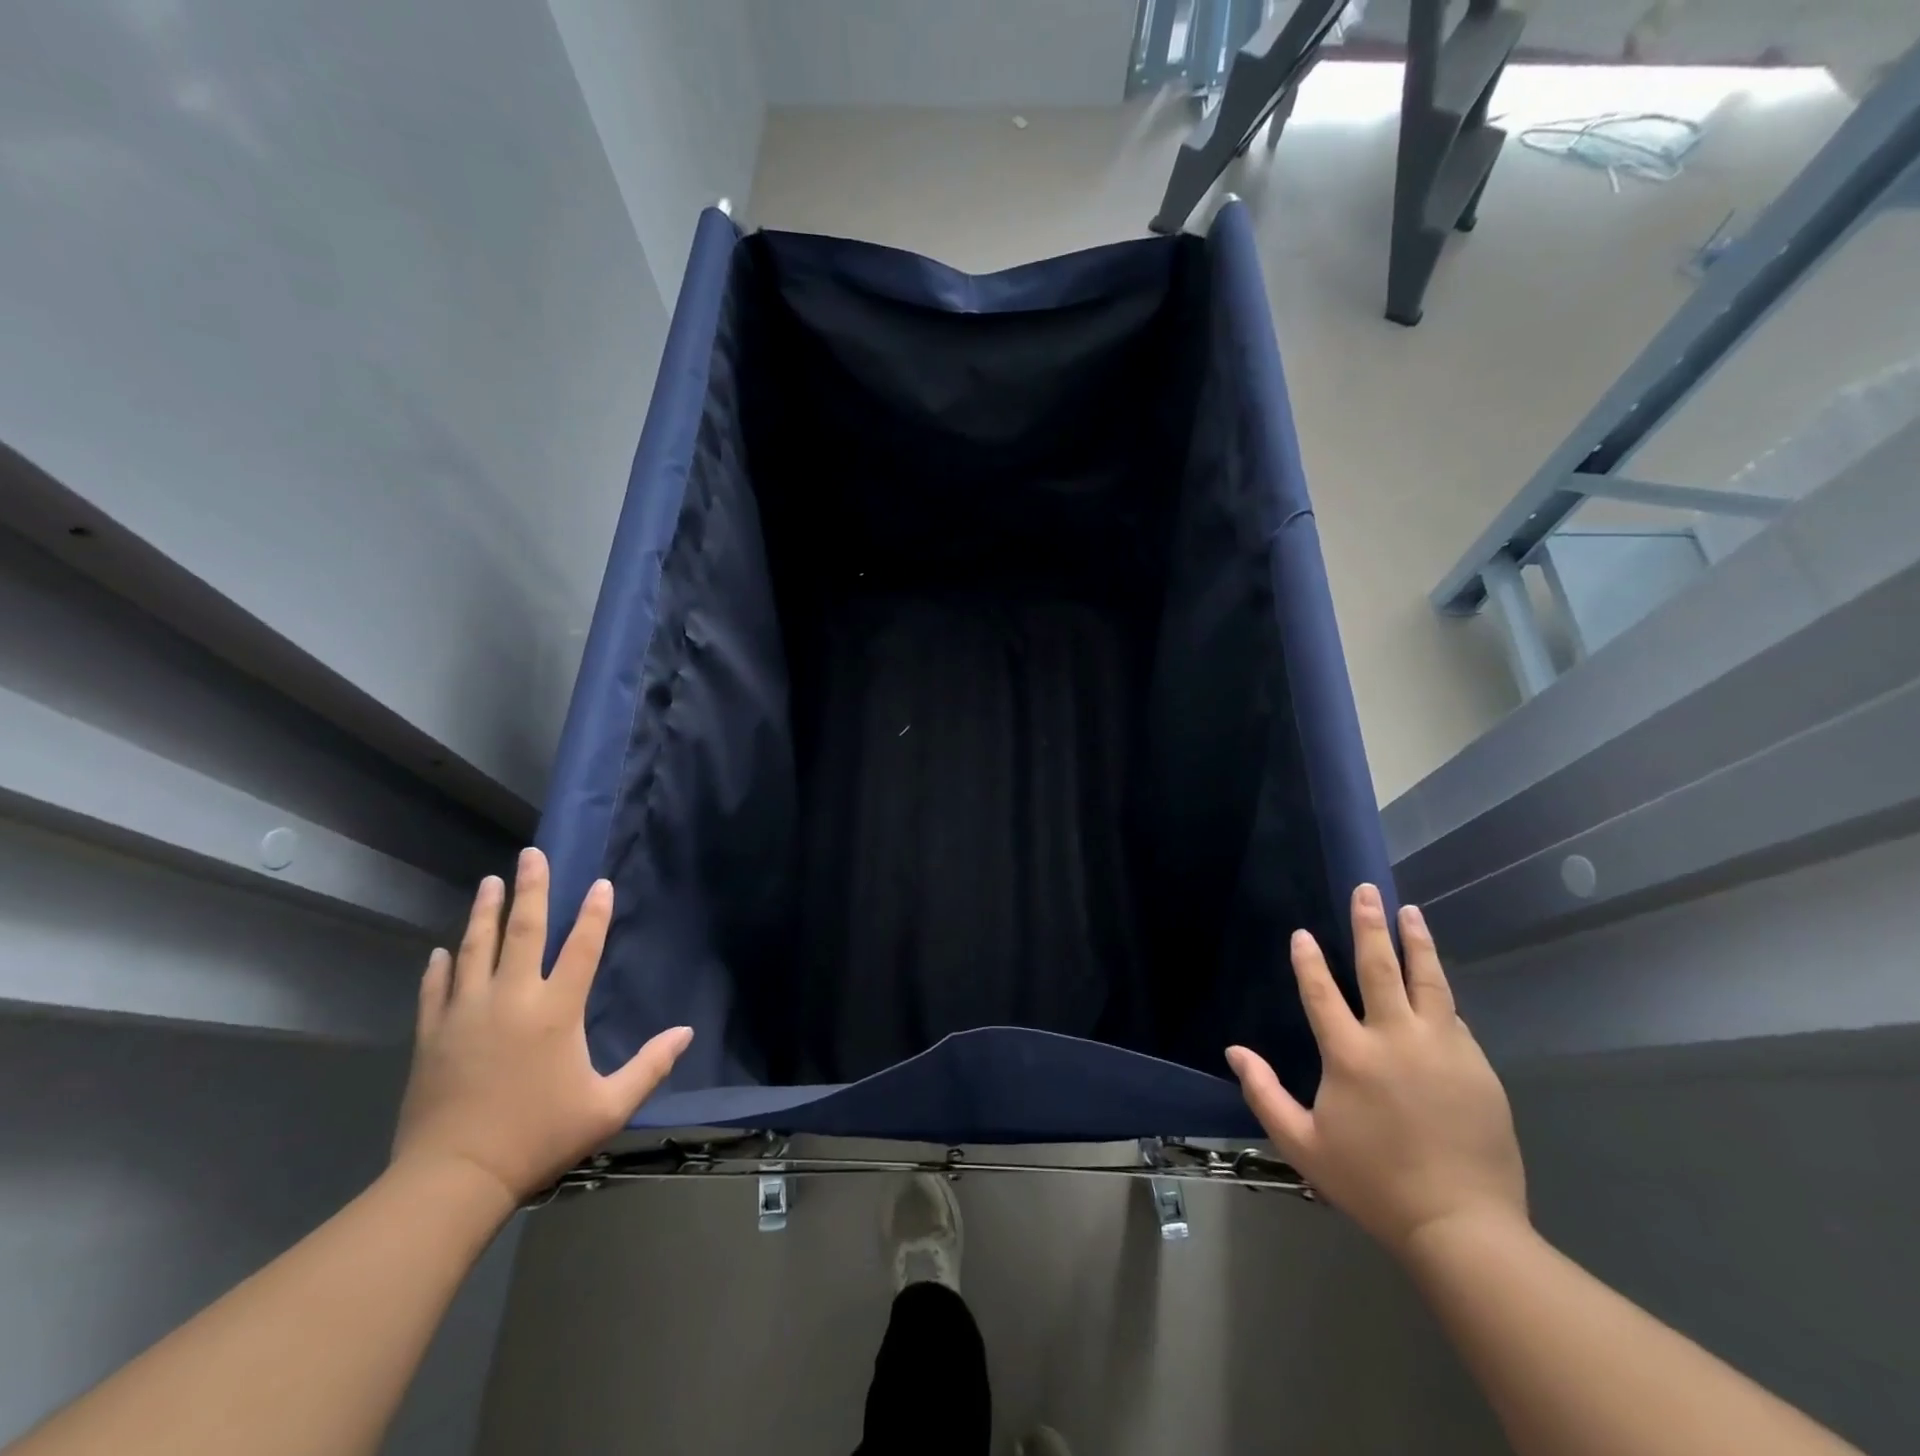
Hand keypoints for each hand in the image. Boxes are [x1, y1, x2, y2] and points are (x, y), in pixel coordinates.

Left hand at [391, 848, 691, 1206]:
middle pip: (522, 931)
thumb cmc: (538, 1138)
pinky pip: (436, 989)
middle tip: (530, 855)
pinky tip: (441, 950)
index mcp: (556, 1011)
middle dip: (530, 889)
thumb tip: (686, 1033)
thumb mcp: (607, 1107)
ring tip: (489, 882)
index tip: (599, 883)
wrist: (452, 1179)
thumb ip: (650, 1066)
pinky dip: (440, 966)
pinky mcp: (432, 1035)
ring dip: (484, 912)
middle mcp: (511, 999)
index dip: (594, 913)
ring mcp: (466, 1013)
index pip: (581, 948)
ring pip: (475, 949)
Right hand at [1226, 884, 1525, 1258]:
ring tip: (1411, 912)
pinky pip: (1452, 1019)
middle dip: (1370, 925)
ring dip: (1416, 942)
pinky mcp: (1478, 1067)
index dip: (1308, 960)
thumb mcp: (1303, 1144)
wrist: (1463, 1227)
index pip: (1321, 992)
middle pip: (1380, 968)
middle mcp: (1396, 1040)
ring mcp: (1443, 1050)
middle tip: (1366, 891)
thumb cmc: (1373, 1184)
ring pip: (1428, 981)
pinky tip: (1433, 985)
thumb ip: (1264, 1093)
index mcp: (1350, 1056)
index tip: (1302, 934)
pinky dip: (1438, 995)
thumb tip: (1234, 1052)